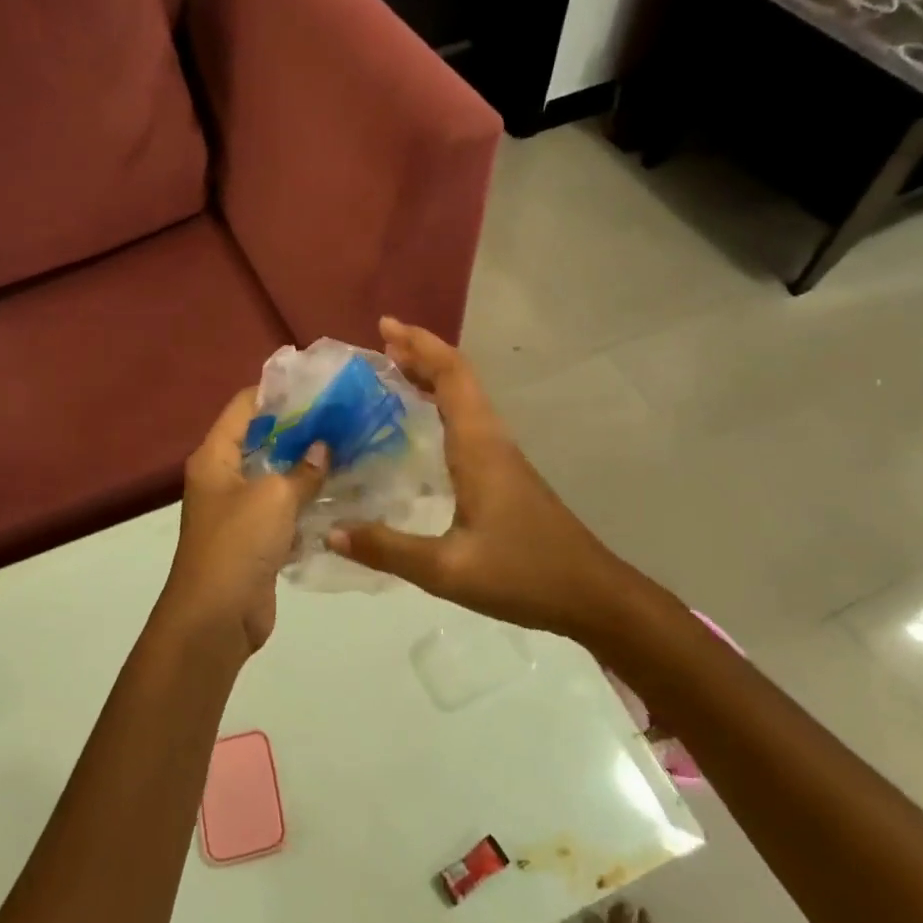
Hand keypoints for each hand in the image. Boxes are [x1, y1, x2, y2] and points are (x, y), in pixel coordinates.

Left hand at [158, 388, 328, 654]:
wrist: (216, 618)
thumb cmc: (238, 544)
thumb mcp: (274, 497)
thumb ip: (303, 470)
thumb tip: (323, 447)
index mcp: (215, 457)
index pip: (244, 407)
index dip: (277, 391)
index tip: (318, 383)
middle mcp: (224, 478)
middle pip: (263, 440)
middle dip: (301, 429)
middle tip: (344, 416)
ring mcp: (240, 511)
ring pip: (277, 477)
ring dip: (308, 467)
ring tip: (352, 448)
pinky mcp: (257, 540)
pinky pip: (285, 511)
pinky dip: (308, 502)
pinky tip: (343, 493)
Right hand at [327, 318, 644, 641]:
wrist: (592, 595)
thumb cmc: (523, 575)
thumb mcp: (448, 570)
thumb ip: (388, 549)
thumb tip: (331, 531)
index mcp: (479, 448)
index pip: (451, 377)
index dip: (420, 346)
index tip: (385, 327)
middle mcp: (492, 441)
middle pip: (459, 378)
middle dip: (421, 353)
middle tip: (379, 344)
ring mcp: (503, 456)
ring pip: (467, 398)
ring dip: (433, 376)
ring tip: (393, 372)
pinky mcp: (506, 474)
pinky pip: (469, 420)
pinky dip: (443, 404)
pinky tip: (423, 424)